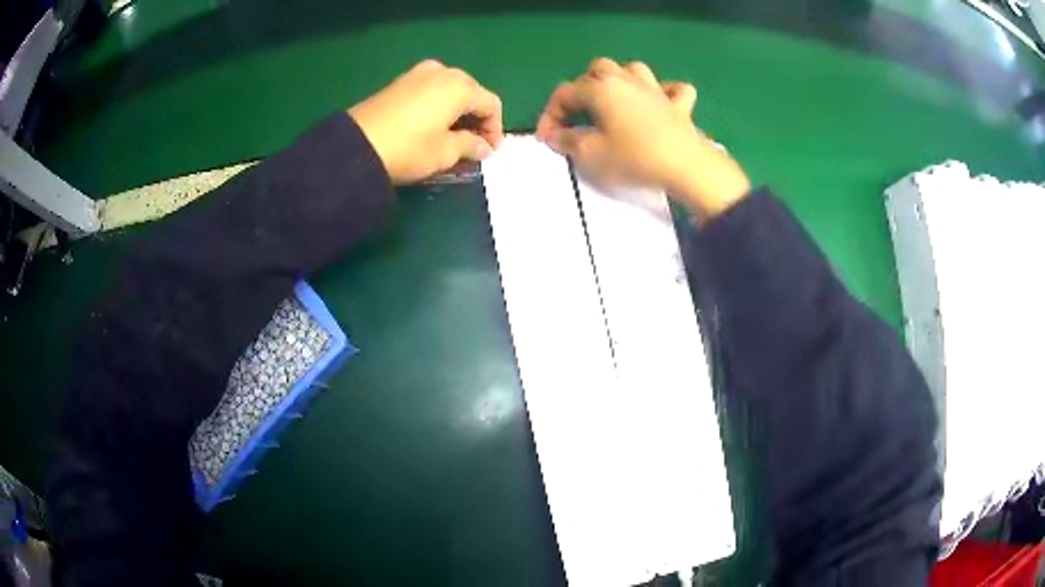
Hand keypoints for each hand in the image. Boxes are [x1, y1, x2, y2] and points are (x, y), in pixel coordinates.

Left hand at [350, 60, 503, 184]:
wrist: (356, 146)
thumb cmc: (409, 148)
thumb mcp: (445, 152)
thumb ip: (470, 146)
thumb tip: (484, 147)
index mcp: (460, 86)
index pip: (491, 104)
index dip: (495, 129)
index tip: (489, 153)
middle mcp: (443, 72)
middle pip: (472, 93)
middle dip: (476, 119)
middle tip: (474, 146)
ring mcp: (418, 74)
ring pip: (450, 91)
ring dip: (457, 113)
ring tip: (453, 138)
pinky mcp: (399, 82)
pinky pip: (430, 91)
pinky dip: (438, 107)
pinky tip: (432, 127)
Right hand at [536, 58, 749, 217]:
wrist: (685, 167)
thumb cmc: (634, 159)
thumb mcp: (592, 155)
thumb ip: (568, 141)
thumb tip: (554, 135)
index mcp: (601, 90)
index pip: (565, 93)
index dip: (550, 114)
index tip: (547, 138)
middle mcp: (626, 81)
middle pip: (598, 69)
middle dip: (583, 87)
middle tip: (580, 112)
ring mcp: (656, 90)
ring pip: (633, 69)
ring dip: (621, 79)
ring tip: (617, 99)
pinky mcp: (680, 105)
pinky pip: (674, 89)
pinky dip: (666, 92)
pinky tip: (661, 102)